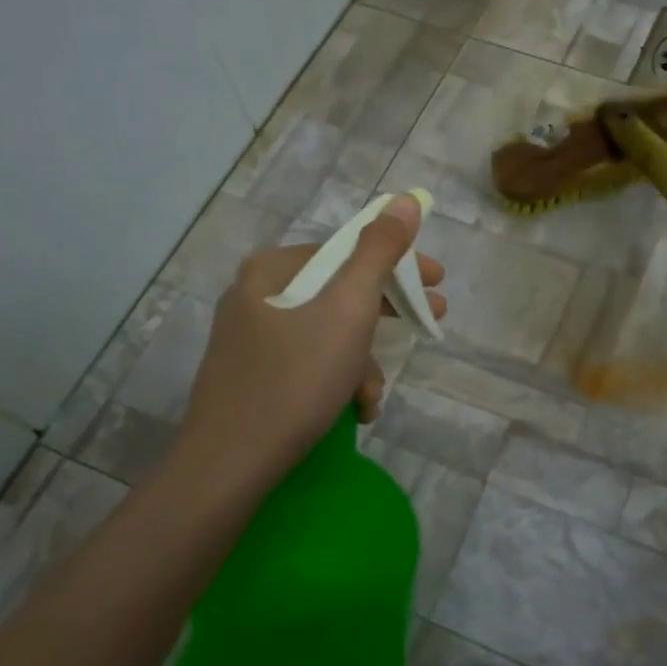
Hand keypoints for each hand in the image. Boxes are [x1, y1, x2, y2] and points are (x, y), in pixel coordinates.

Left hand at [168, 195, 445, 488]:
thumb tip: (405, 199)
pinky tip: (352, 410)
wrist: (229, 465)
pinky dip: (337, 380)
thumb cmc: (296, 378)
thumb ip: (380, 251)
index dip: (399, 264)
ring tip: (373, 397)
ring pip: (328, 332)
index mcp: (273, 268)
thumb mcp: (349, 308)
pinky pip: (309, 361)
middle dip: (387, 315)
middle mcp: (256, 294)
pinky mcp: (252, 376)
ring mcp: (251, 338)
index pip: (349, 250)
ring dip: (362, 361)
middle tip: (431, 321)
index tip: (437, 282)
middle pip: (340, 291)